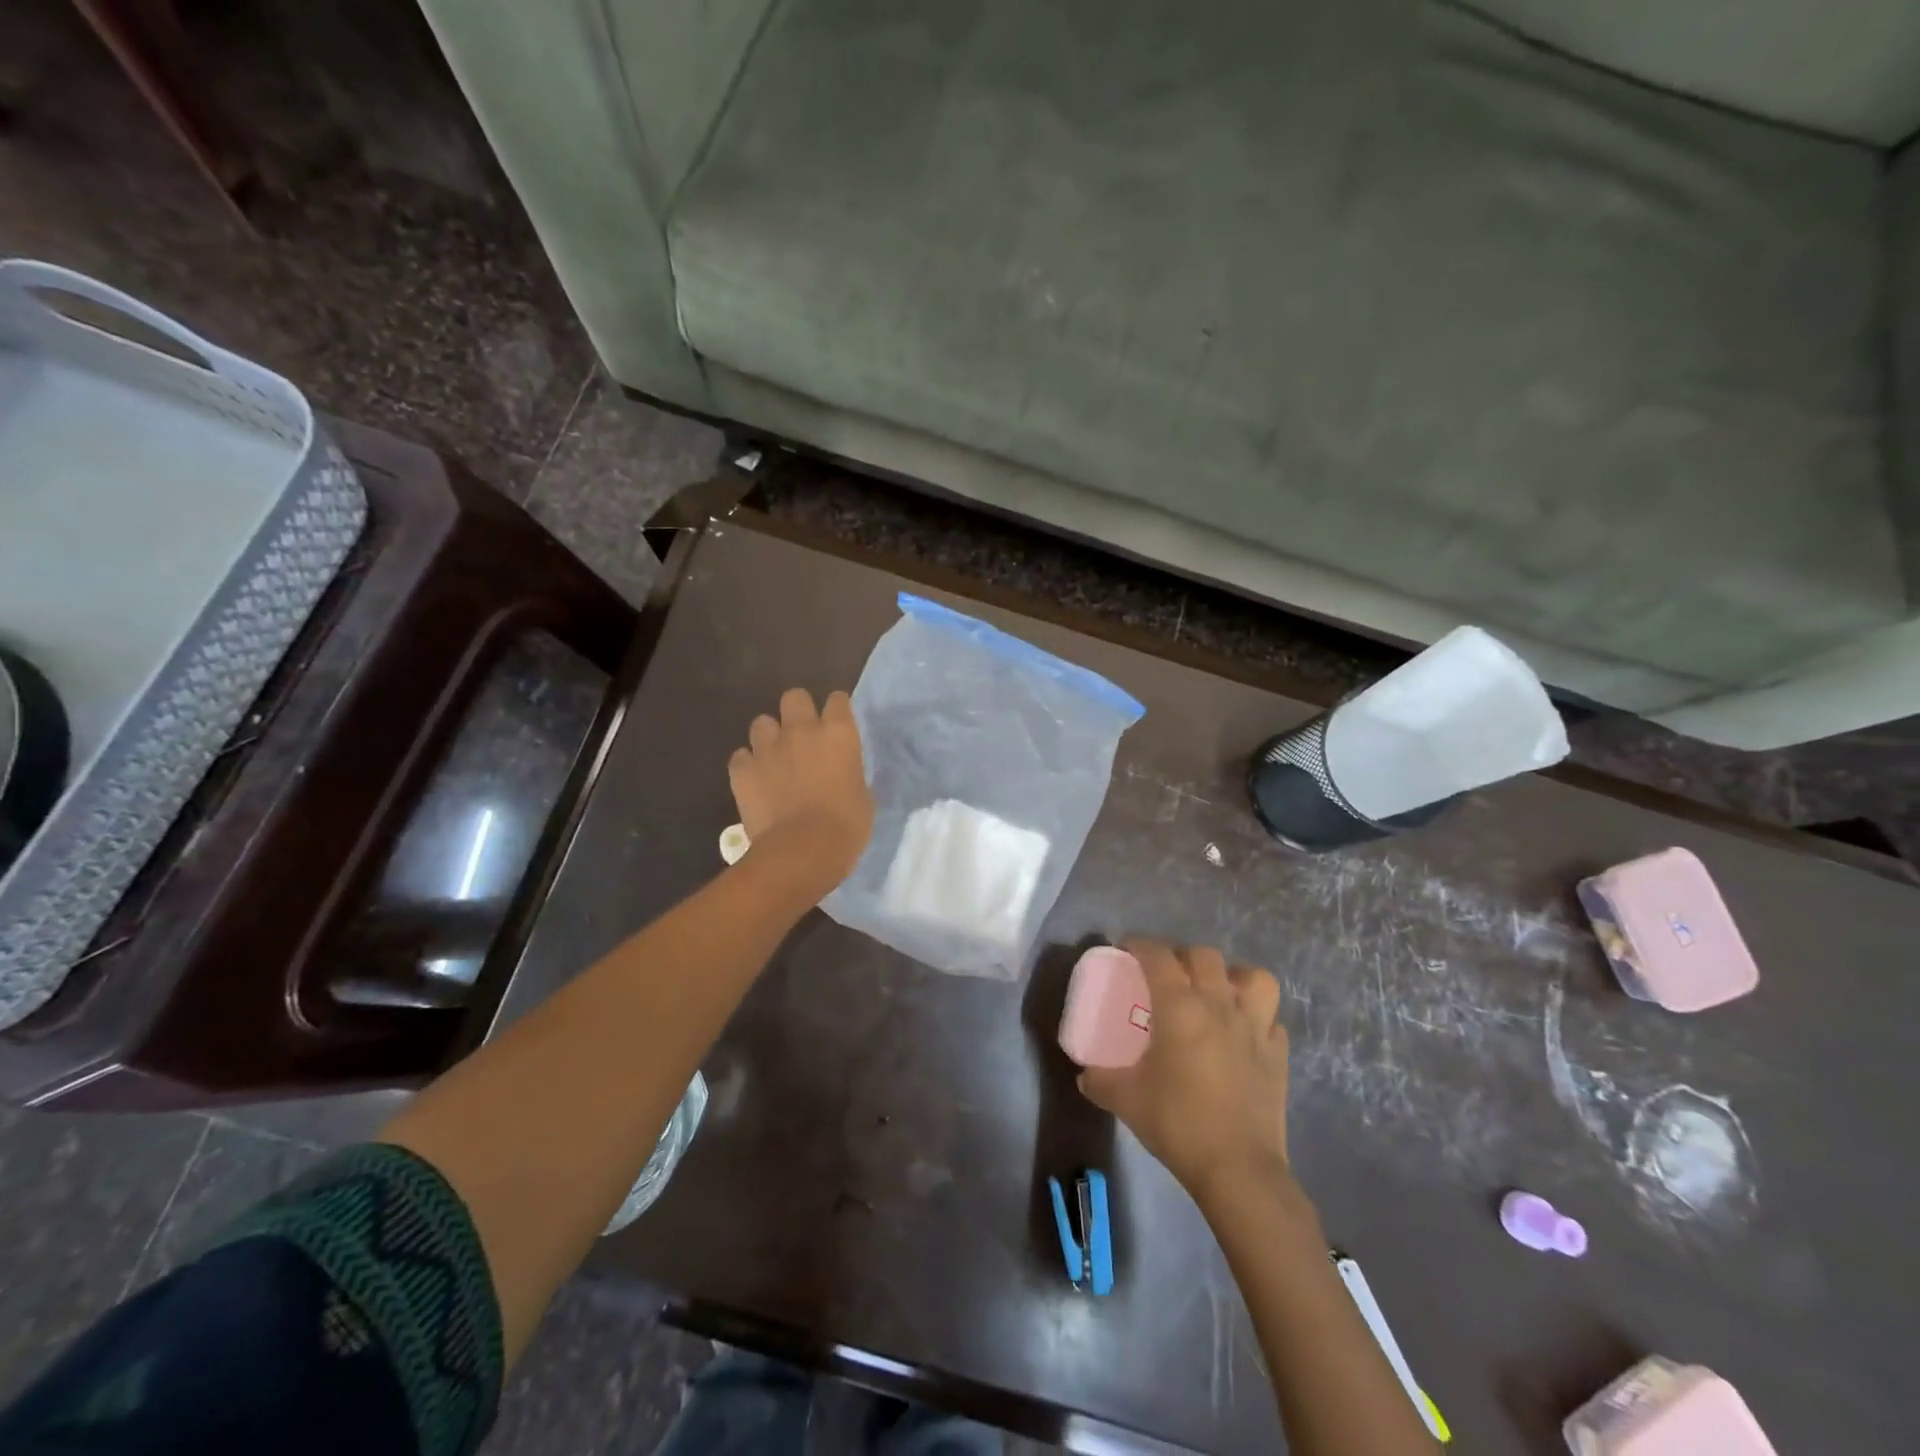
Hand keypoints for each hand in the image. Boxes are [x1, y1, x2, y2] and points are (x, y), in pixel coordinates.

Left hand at [728, 688, 873, 891]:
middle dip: (797, 711)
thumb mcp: (862, 796)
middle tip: (802, 735)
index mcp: (838, 734)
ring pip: (761, 722)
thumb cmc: (846, 827)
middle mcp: (801, 730)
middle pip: (794, 697)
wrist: (802, 851)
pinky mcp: (742, 770)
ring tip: (774, 758)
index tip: (837, 724)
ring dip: (769, 737)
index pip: (838, 700)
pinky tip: (755, 781)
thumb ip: (849, 773)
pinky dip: (747, 765)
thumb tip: (842, 774)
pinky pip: (741, 756)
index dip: (837, 710)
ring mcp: (767, 748)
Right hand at [1078, 941, 1295, 1210]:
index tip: (1126, 950)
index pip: (1158, 956)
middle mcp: (1219, 1005)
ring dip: (1233, 977)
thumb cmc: (1178, 1123)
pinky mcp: (1278, 1055)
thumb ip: (1100, 1081)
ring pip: (1254, 978)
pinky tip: (1243, 1035)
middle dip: (1182, 956)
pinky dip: (1257, 1019)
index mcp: (1180, 1007)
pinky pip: (1271, 1020)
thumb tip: (1085, 1075)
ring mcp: (1255, 1028)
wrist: (1238, 1169)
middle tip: (1167, 974)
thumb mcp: (1126, 1100)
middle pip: (1204, 956)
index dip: (1140, 945)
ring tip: (1217, 992)